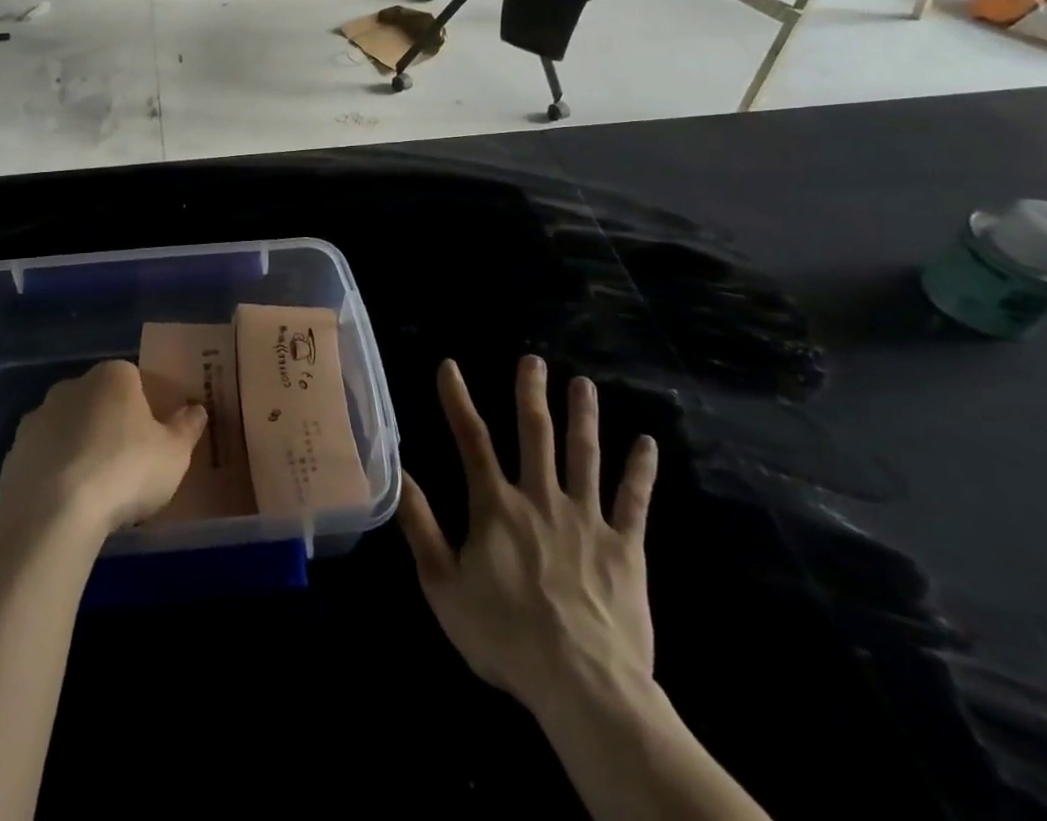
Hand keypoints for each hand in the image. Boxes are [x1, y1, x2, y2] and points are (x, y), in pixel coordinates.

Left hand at [0, 360, 206, 538]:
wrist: (53, 514)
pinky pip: (43, 457)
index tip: (152, 439)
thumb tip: (197, 409)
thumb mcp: (174, 454)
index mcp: (113, 376)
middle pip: (98, 400)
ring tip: (95, 489)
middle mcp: (72, 385)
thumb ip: (187, 427)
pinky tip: (66, 502)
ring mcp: (37, 417)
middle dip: (110, 424)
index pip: (134, 379)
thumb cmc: (125, 472)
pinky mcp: (13, 452)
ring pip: (68, 427)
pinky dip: (54, 472)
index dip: (145, 407)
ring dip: (79, 447)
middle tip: (126, 464)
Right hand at [398, 357, 658, 720]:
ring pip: (584, 454)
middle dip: (531, 393)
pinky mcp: (626, 547)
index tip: (449, 365)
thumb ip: (421, 525)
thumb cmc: (505, 637)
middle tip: (533, 360)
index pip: (471, 439)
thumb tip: (400, 471)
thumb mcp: (444, 586)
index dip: (457, 399)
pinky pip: (635, 501)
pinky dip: (640, 470)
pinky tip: (647, 443)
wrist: (584, 686)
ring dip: (583, 416)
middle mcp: (541, 498)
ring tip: (583, 383)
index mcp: (497, 506)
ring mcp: (587, 519)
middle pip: (536, 434)